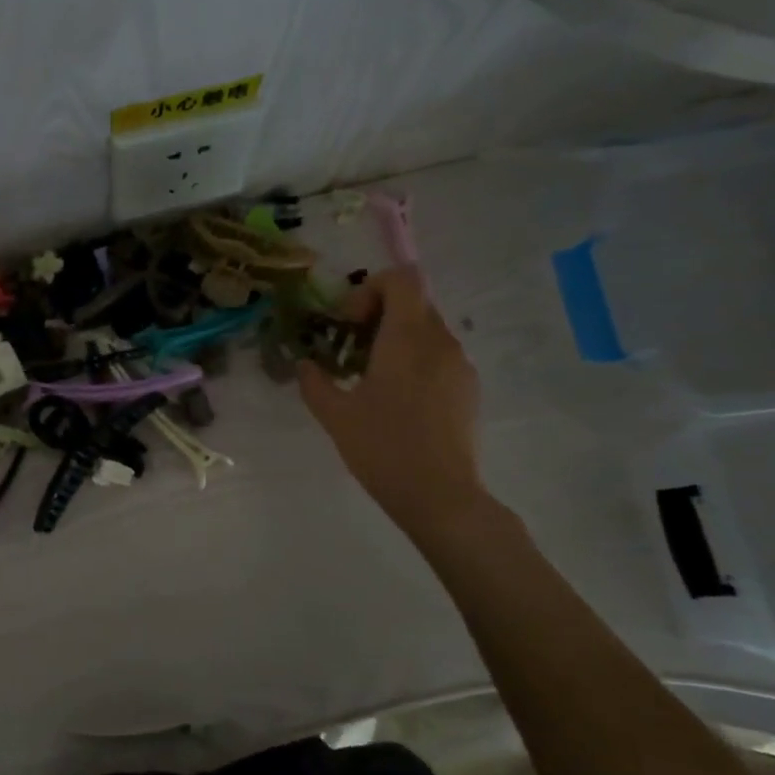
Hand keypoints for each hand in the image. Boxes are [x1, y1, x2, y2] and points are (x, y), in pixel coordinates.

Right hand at [297, 266, 486, 538]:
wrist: (440, 496)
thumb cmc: (383, 448)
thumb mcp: (335, 415)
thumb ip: (315, 382)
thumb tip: (304, 364)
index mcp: (407, 338)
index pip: (403, 278)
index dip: (372, 288)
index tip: (350, 322)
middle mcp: (440, 341)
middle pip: (414, 303)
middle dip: (379, 316)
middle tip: (352, 349)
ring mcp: (460, 365)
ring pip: (428, 331)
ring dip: (397, 340)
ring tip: (373, 379)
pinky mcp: (469, 389)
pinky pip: (440, 357)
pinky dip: (416, 362)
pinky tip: (399, 402)